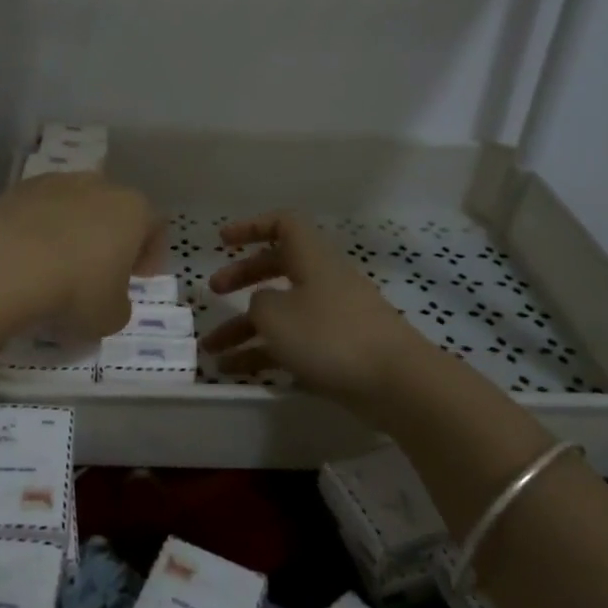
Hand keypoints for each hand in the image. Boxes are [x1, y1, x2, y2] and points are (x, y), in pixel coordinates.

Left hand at [0, 173, 159, 338]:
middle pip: (114, 209)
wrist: (7, 264)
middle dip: (111, 236)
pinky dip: (39, 228)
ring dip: (73, 229)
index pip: (154, 225)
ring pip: (75, 205)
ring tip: (59, 263)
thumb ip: (120, 305)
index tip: (140, 276)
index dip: (150, 253)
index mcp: (133, 210)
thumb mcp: (111, 316)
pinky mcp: (19, 188)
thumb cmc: (76, 289)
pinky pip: (40, 209)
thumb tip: (110, 300)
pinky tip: (29, 256)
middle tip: (101, 269)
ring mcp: (57, 182)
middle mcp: (100, 185)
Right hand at [201, 211, 432, 407]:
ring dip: (244, 328)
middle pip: (277, 268)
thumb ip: (258, 304)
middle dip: (242, 278)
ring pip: (281, 313)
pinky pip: (293, 344)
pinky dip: (264, 354)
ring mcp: (332, 317)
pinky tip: (235, 372)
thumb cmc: (330, 335)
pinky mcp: (338, 351)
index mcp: (312, 259)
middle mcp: (323, 281)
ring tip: (211, 350)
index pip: (283, 225)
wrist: (396, 382)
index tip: (223, 241)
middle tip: (213, 292)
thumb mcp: (275, 314)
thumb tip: (264, 306)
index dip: (251, 227)